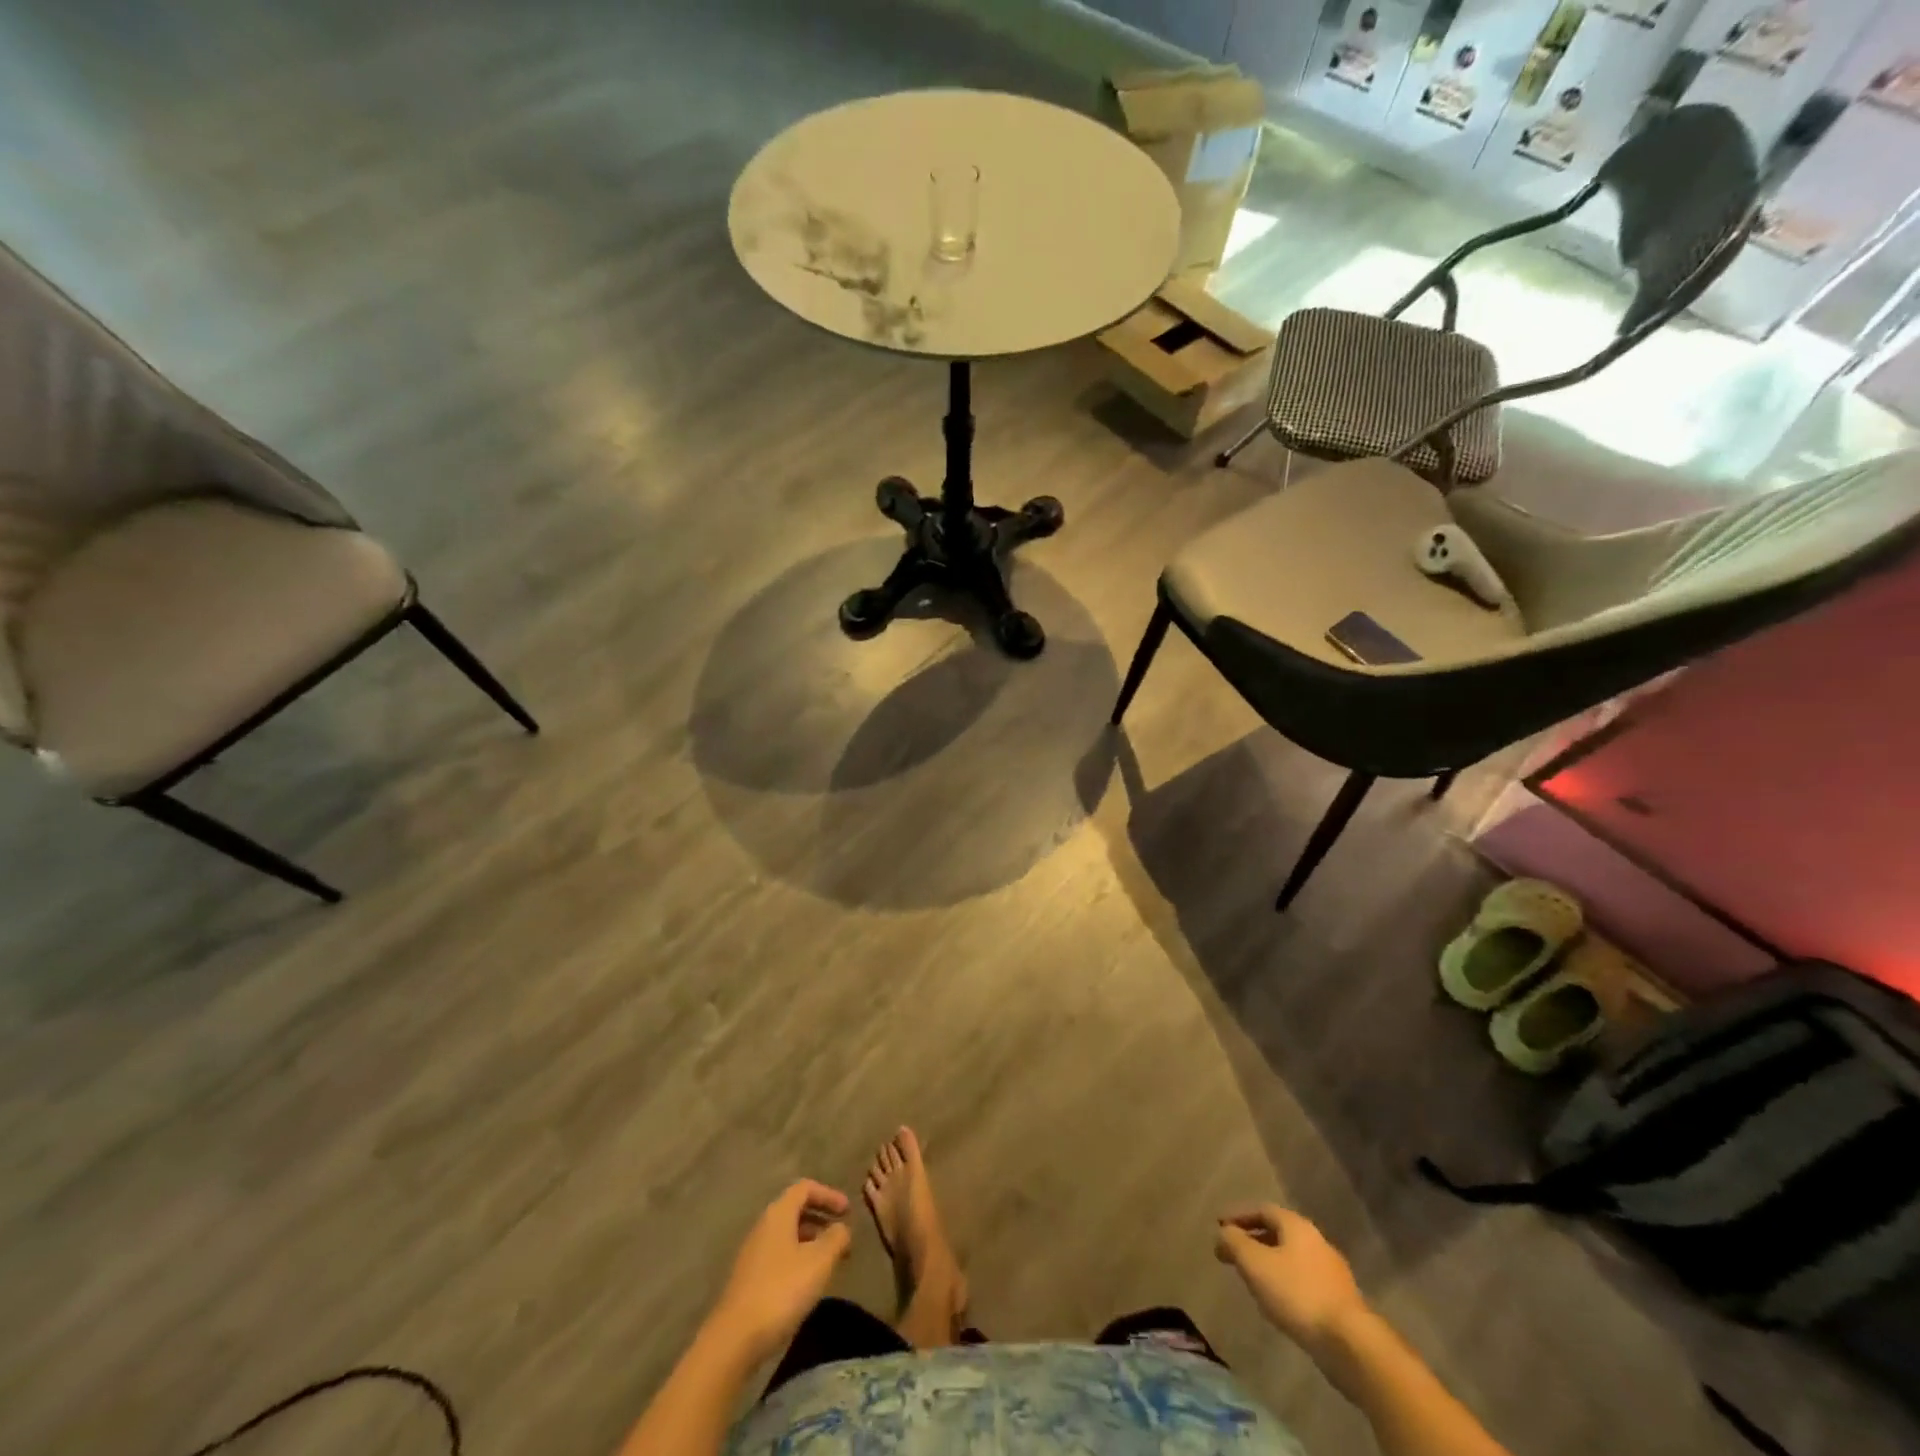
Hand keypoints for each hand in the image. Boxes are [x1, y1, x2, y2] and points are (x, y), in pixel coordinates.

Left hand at [707, 1181, 853, 1365]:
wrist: (733, 1340)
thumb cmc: (781, 1291)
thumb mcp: (818, 1261)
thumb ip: (836, 1238)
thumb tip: (842, 1228)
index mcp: (778, 1214)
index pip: (805, 1188)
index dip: (829, 1194)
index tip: (848, 1211)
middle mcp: (763, 1227)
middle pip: (795, 1210)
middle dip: (821, 1218)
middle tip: (842, 1235)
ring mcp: (753, 1254)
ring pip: (788, 1235)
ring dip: (811, 1241)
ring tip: (830, 1261)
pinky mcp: (749, 1280)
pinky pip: (779, 1256)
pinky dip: (799, 1259)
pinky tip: (808, 1283)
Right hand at [1216, 1204, 1369, 1356]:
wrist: (1350, 1343)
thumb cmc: (1297, 1293)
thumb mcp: (1255, 1264)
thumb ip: (1234, 1243)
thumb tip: (1223, 1232)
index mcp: (1297, 1225)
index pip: (1262, 1209)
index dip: (1238, 1216)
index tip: (1219, 1226)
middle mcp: (1316, 1241)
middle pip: (1278, 1232)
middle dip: (1253, 1240)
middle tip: (1232, 1252)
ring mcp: (1331, 1272)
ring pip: (1291, 1258)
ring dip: (1268, 1263)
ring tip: (1250, 1278)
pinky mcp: (1339, 1300)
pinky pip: (1303, 1281)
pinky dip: (1284, 1283)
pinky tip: (1276, 1302)